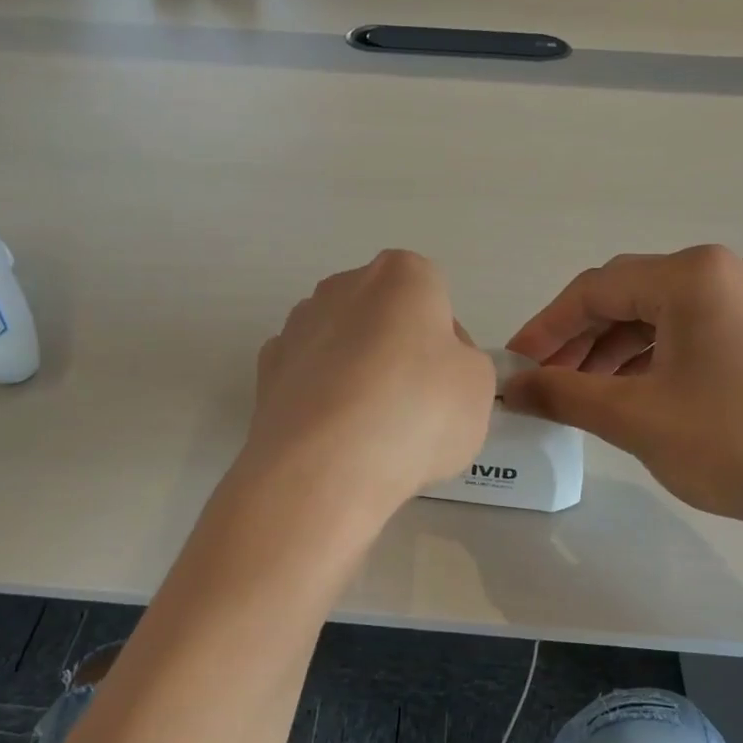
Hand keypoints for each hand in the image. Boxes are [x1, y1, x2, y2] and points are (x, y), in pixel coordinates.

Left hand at [244, 251, 494, 512]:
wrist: (325, 467)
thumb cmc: (417, 413)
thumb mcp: (477, 387)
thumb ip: (463, 363)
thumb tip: (434, 366)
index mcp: (401, 276)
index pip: (434, 297)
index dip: (445, 342)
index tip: (446, 383)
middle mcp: (342, 286)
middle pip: (382, 316)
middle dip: (396, 351)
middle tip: (413, 407)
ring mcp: (296, 327)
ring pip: (340, 346)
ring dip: (354, 375)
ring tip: (369, 433)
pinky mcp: (265, 371)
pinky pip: (307, 379)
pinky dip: (320, 399)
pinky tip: (332, 438)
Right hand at [503, 246, 742, 542]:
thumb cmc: (732, 443)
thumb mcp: (634, 418)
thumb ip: (562, 394)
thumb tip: (510, 387)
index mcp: (692, 275)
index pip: (595, 290)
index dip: (546, 328)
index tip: (515, 365)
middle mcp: (725, 272)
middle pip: (628, 297)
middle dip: (579, 340)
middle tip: (546, 383)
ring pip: (659, 316)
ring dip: (613, 351)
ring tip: (584, 395)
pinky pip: (692, 332)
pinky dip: (653, 358)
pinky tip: (634, 394)